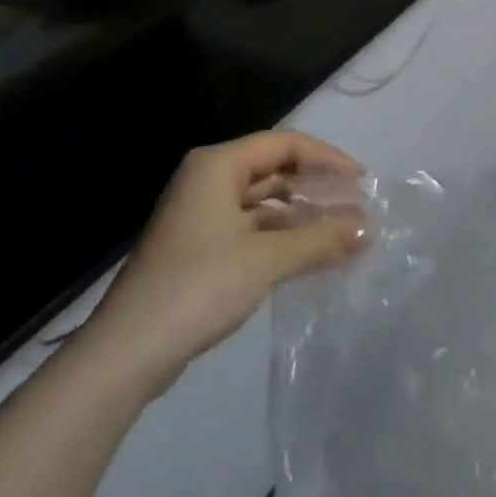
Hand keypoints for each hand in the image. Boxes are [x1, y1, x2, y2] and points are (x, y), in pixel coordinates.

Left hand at [82, 130, 364, 399]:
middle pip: (273, 169)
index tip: (361, 181)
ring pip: (262, 201)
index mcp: (218, 165)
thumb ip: (320, 239)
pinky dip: (280, 236)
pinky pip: (250, 227)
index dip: (326, 158)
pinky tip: (308, 255)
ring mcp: (200, 214)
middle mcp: (207, 179)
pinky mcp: (198, 247)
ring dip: (300, 214)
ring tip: (340, 233)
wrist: (127, 352)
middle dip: (315, 187)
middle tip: (355, 207)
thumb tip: (368, 228)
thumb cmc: (199, 287)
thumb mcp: (267, 259)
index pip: (284, 144)